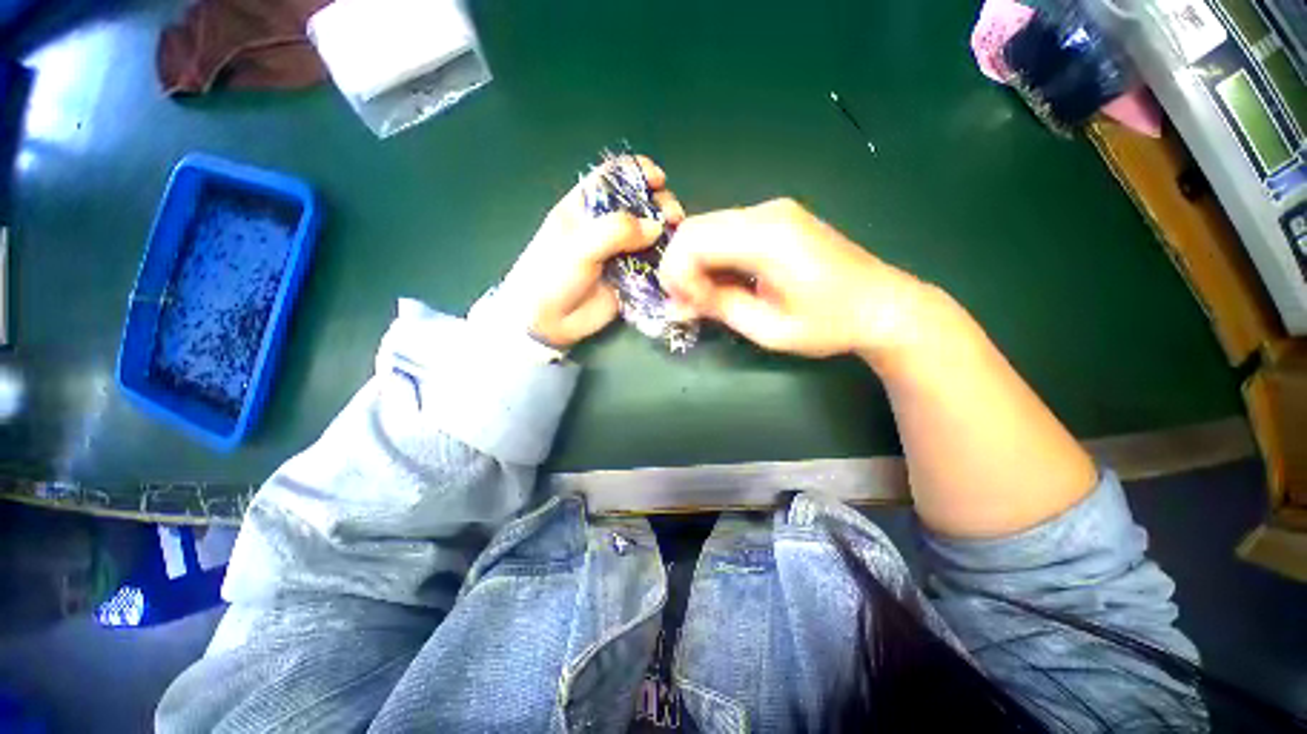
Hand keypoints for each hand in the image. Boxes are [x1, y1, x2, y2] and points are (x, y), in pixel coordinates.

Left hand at [495, 156, 684, 348]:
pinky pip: (651, 264)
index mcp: (585, 208)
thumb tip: (656, 227)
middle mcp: (605, 227)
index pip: (614, 177)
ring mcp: (619, 253)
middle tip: (673, 217)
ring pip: (649, 235)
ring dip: (666, 233)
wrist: (547, 322)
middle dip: (659, 204)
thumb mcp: (579, 247)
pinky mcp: (629, 277)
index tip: (659, 180)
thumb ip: (616, 231)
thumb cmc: (553, 275)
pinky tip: (673, 261)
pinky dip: (664, 260)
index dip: (637, 172)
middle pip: (639, 204)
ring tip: (678, 239)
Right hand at [659, 198, 928, 360]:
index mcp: (769, 237)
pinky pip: (727, 231)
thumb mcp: (769, 328)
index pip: (694, 239)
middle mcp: (767, 212)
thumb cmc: (830, 324)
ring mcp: (773, 211)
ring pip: (708, 227)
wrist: (883, 305)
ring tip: (703, 297)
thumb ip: (719, 308)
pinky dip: (713, 257)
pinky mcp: (777, 219)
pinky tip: (722, 283)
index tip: (684, 306)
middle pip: (695, 227)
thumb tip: (677, 303)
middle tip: (686, 303)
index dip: (676, 273)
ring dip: (694, 262)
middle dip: (679, 267)